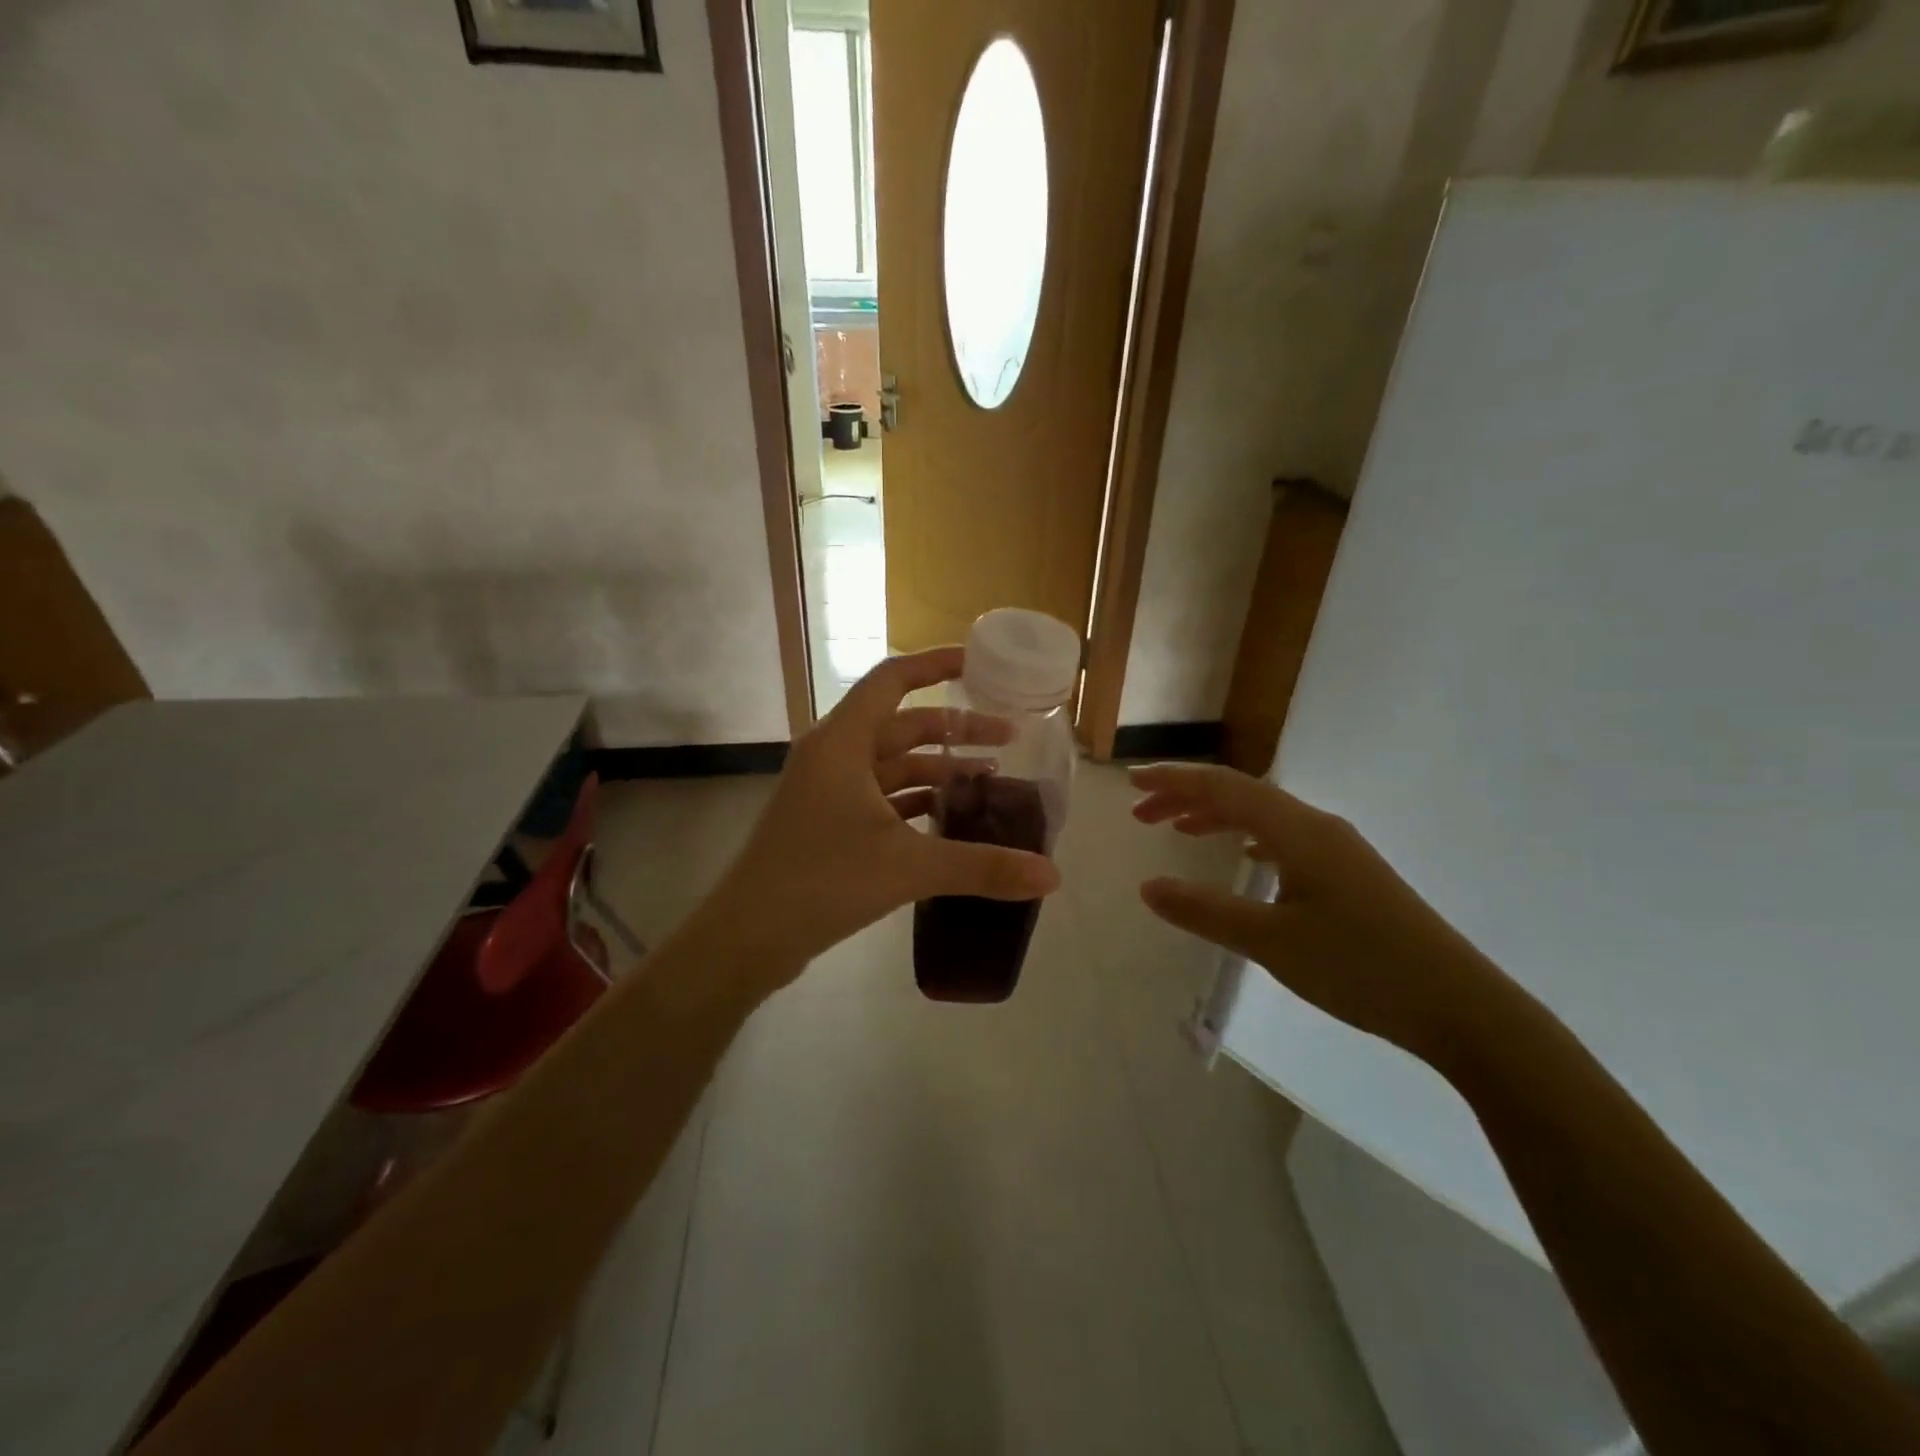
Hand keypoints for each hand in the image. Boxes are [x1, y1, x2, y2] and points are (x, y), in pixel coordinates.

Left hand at [705, 648, 1060, 987]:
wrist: (747, 936)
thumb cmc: (821, 881)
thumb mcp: (908, 868)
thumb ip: (982, 867)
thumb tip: (1053, 876)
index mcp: (843, 741)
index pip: (893, 679)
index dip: (936, 664)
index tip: (979, 664)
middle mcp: (833, 755)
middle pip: (902, 724)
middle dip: (956, 730)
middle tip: (1008, 738)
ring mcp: (826, 790)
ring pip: (892, 764)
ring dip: (938, 769)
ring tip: (990, 782)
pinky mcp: (826, 821)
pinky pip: (880, 796)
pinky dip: (916, 801)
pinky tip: (950, 820)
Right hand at [1130, 763, 1510, 1059]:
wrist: (1460, 1006)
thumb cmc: (1360, 967)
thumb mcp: (1271, 942)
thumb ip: (1205, 911)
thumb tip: (1147, 886)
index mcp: (1298, 831)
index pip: (1224, 788)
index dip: (1174, 781)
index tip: (1132, 782)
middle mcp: (1318, 827)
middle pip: (1242, 795)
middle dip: (1188, 798)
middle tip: (1142, 814)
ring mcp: (1339, 850)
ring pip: (1265, 816)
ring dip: (1217, 817)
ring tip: (1178, 831)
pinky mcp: (1351, 874)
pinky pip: (1286, 838)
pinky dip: (1250, 838)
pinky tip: (1245, 858)